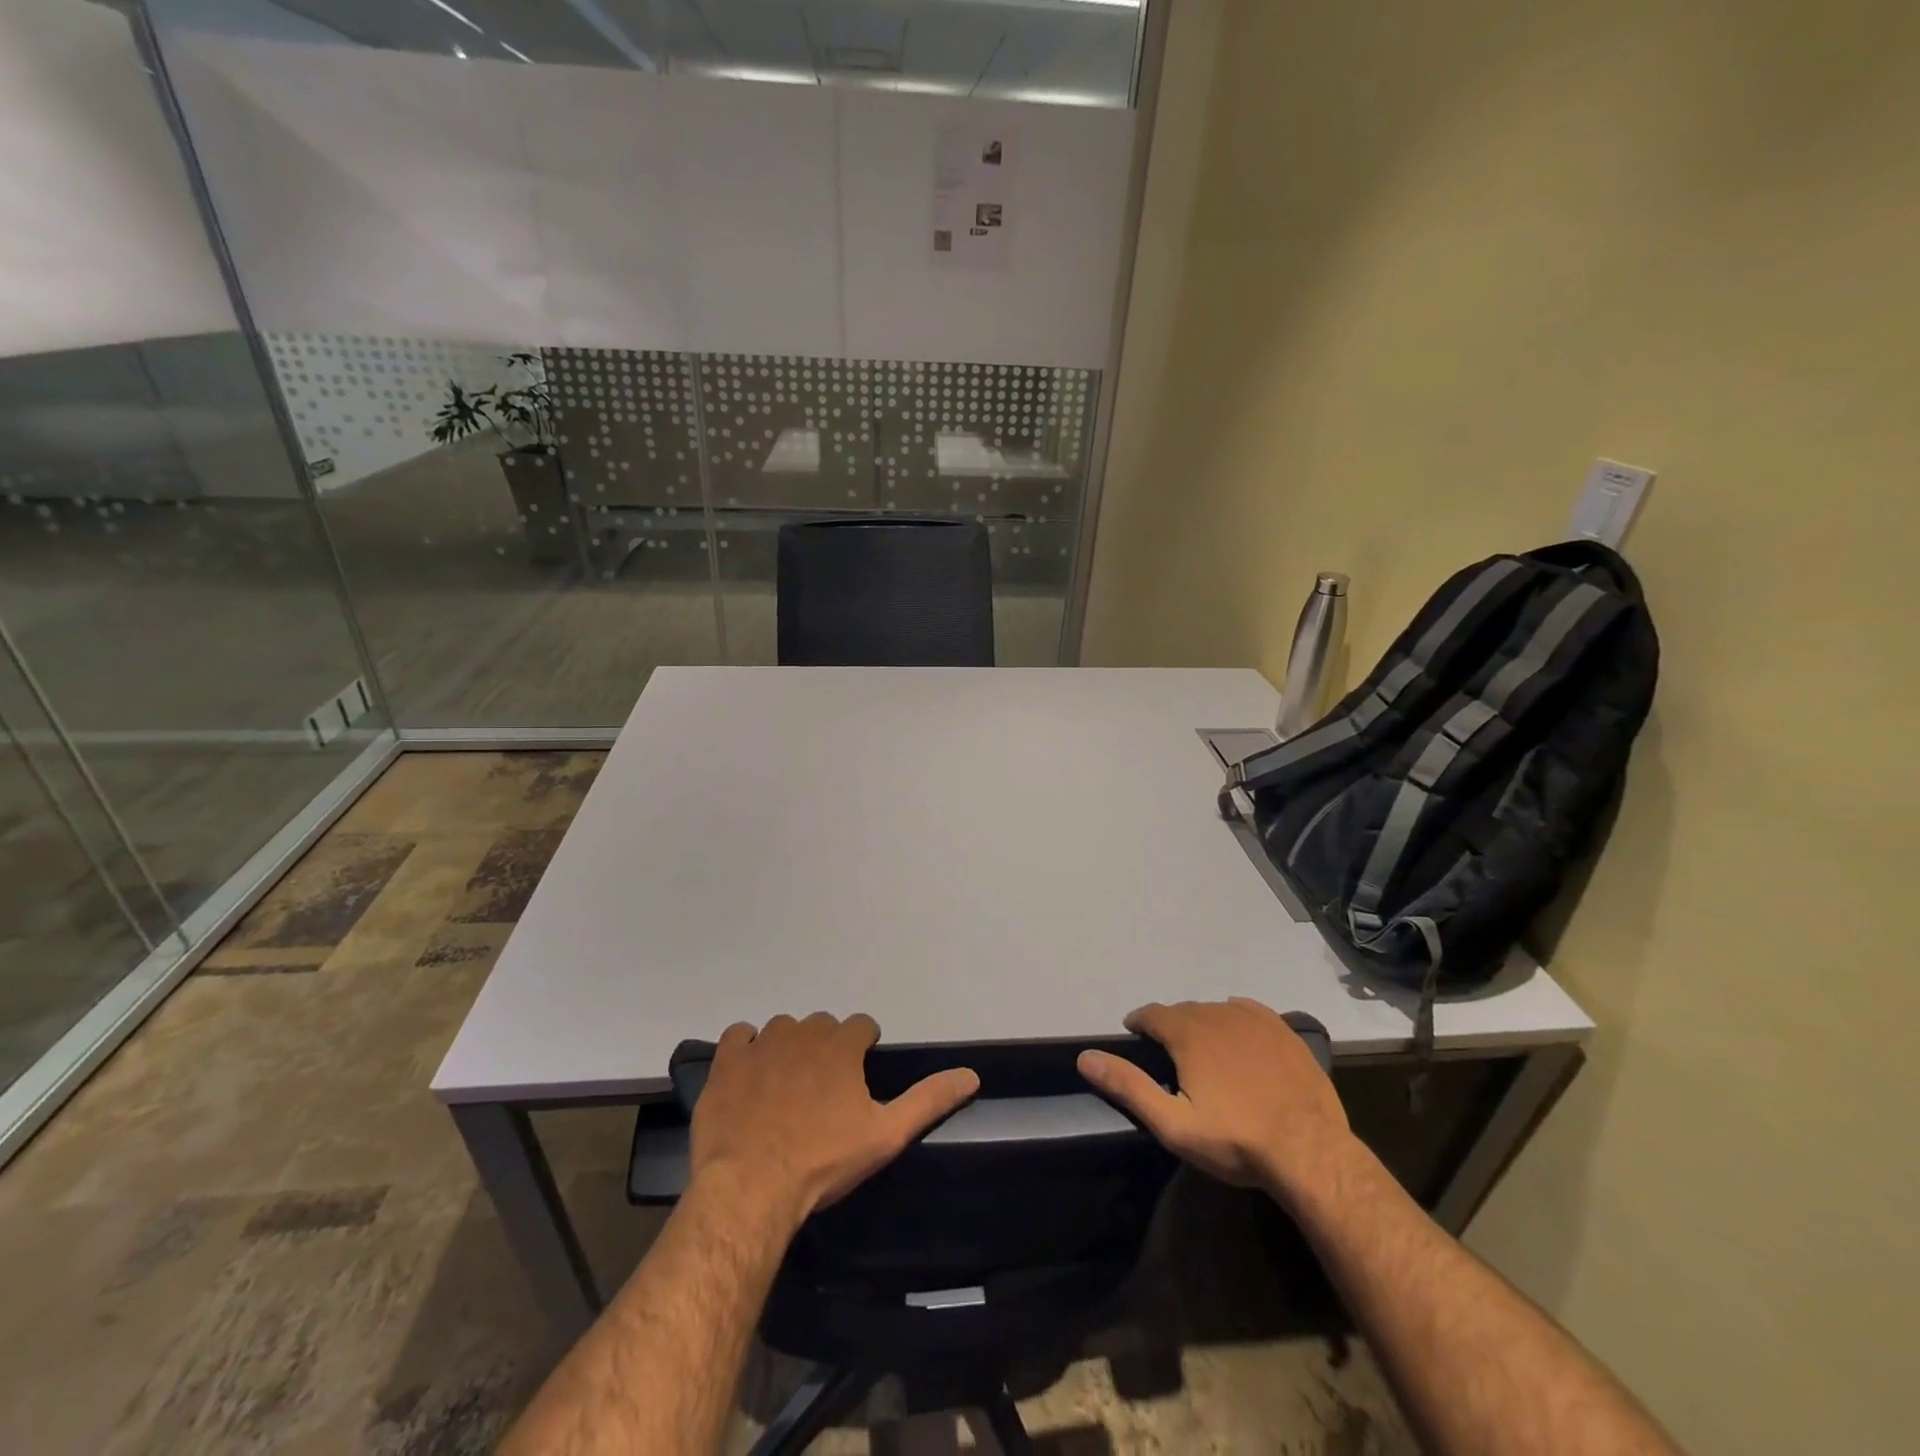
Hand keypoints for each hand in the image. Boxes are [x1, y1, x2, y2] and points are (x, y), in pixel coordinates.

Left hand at [690, 1013, 978, 1225]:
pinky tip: (749, 1075)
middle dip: (826, 1047)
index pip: (862, 1025)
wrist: (751, 1188)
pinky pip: (739, 1035)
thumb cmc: (824, 1161)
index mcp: (842, 1045)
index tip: (858, 1076)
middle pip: (822, 1025)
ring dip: (788, 1047)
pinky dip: (746, 1048)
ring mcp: (762, 1044)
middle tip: (823, 1089)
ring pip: (782, 1028)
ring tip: (786, 1086)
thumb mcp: (887, 1134)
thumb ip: (929, 1099)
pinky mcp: (727, 1062)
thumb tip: (971, 1074)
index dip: (863, 1048)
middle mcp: (804, 1032)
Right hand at [1078, 998, 1351, 1200]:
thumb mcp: (1173, 1123)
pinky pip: (1249, 1010)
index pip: (1152, 1014)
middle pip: (1183, 1010)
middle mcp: (1217, 1015)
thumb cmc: (1235, 1140)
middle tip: (1169, 1052)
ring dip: (1202, 1022)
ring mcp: (1255, 1021)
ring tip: (1202, 1048)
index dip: (1139, 1022)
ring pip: (1215, 1009)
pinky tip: (1237, 1033)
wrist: (1309, 1152)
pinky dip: (1235, 1016)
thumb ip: (1129, 1086)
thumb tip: (1086, 1057)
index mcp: (1188, 1034)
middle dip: (1170, 1025)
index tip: (1134, 1034)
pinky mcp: (1283, 1031)